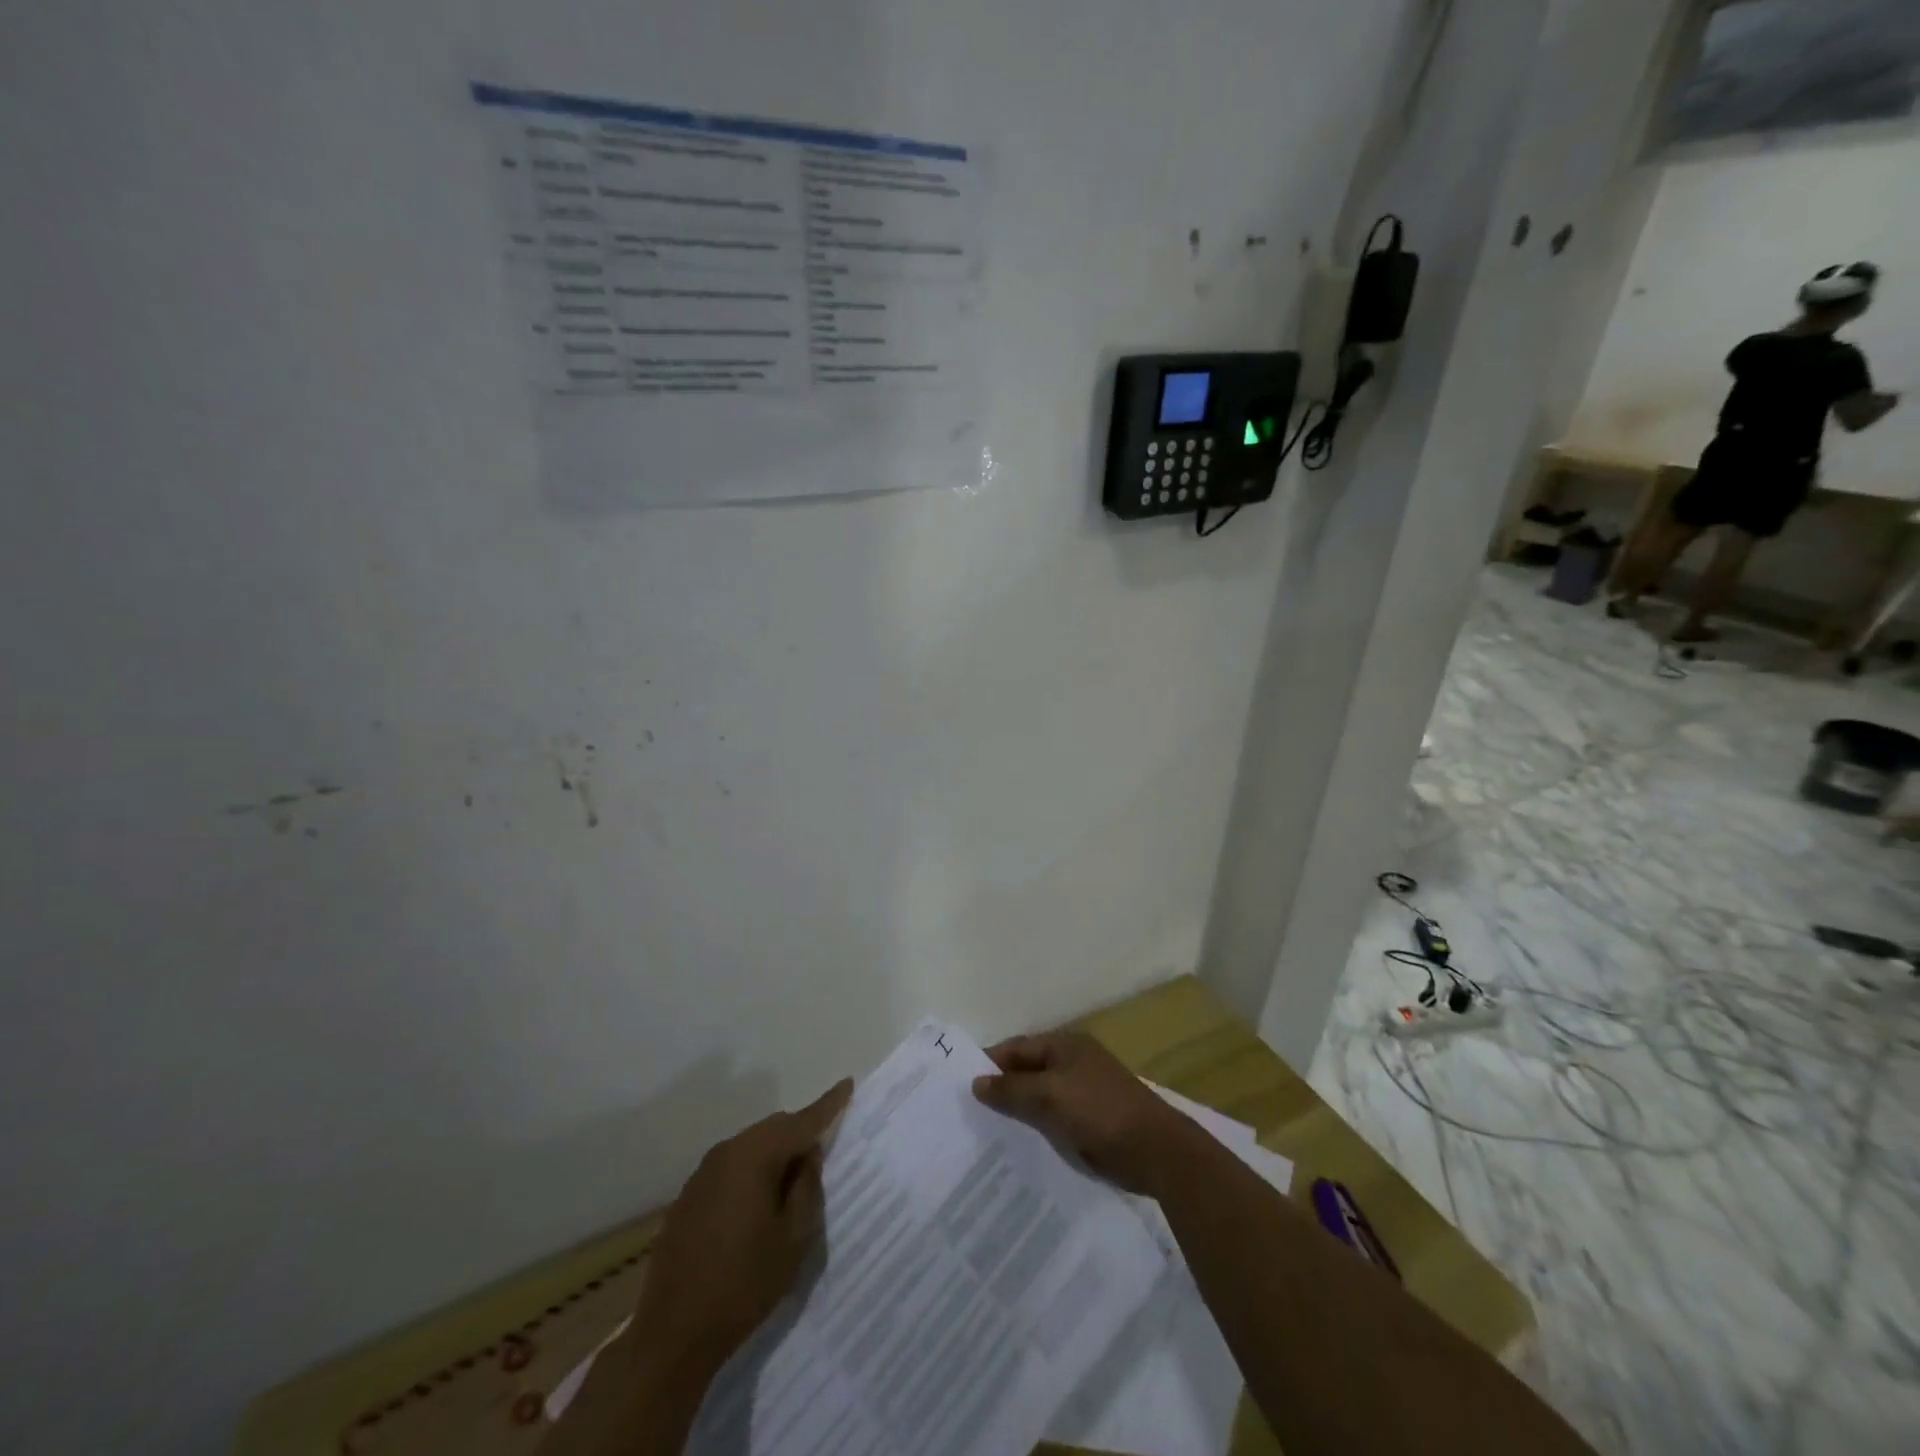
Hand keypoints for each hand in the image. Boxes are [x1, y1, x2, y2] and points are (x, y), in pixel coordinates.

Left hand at [633, 1079, 853, 1376]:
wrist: (673, 1336)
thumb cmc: (743, 1285)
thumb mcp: (793, 1239)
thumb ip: (807, 1187)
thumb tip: (808, 1156)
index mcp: (754, 1156)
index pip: (801, 1121)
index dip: (827, 1104)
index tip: (847, 1084)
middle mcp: (726, 1152)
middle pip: (774, 1129)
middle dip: (800, 1135)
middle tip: (824, 1155)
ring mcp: (702, 1174)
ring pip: (751, 1148)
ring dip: (775, 1157)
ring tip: (794, 1185)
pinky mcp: (689, 1198)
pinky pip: (731, 1169)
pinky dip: (752, 1174)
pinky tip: (759, 1206)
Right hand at [971, 1032, 1199, 1195]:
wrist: (1157, 1151)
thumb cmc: (1100, 1112)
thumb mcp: (1050, 1096)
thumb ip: (1012, 1089)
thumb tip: (976, 1082)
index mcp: (1066, 1045)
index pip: (1017, 1047)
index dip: (990, 1063)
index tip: (962, 1085)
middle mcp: (1074, 1062)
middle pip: (1028, 1071)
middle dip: (1002, 1089)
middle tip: (969, 1112)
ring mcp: (1085, 1091)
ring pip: (1040, 1097)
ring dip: (1019, 1111)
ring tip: (986, 1133)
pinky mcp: (1093, 1120)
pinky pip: (1055, 1118)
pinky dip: (1037, 1127)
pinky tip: (1019, 1146)